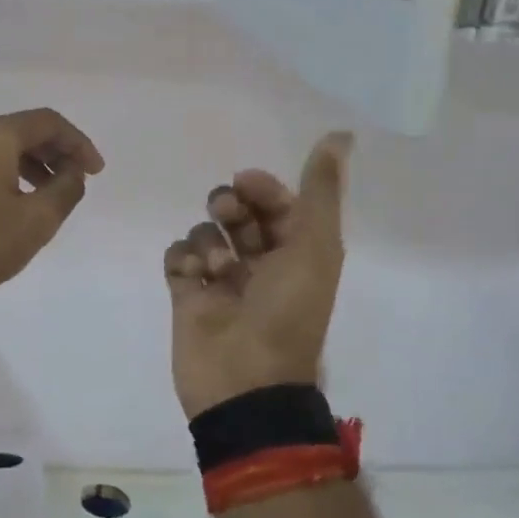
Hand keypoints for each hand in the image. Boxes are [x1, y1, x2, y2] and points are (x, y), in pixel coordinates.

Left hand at [0, 108, 103, 317]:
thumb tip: (72, 170)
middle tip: (77, 179)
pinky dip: (6, 173)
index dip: (78, 143)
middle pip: (22, 130)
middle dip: (55, 152)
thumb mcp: (37, 220)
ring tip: (50, 194)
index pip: (47, 122)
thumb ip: (66, 187)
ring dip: (31, 164)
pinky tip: (14, 202)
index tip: (96, 172)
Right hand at [163, 133, 351, 420]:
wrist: (246, 383)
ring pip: (204, 232)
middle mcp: (258, 263)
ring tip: (215, 268)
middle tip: (227, 214)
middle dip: (230, 205)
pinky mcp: (187, 296)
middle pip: (237, 213)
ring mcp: (220, 280)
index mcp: (295, 252)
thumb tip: (341, 134)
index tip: (247, 183)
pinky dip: (182, 258)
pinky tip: (192, 276)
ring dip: (207, 239)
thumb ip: (321, 190)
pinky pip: (177, 257)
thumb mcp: (315, 247)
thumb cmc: (288, 312)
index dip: (262, 187)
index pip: (275, 202)